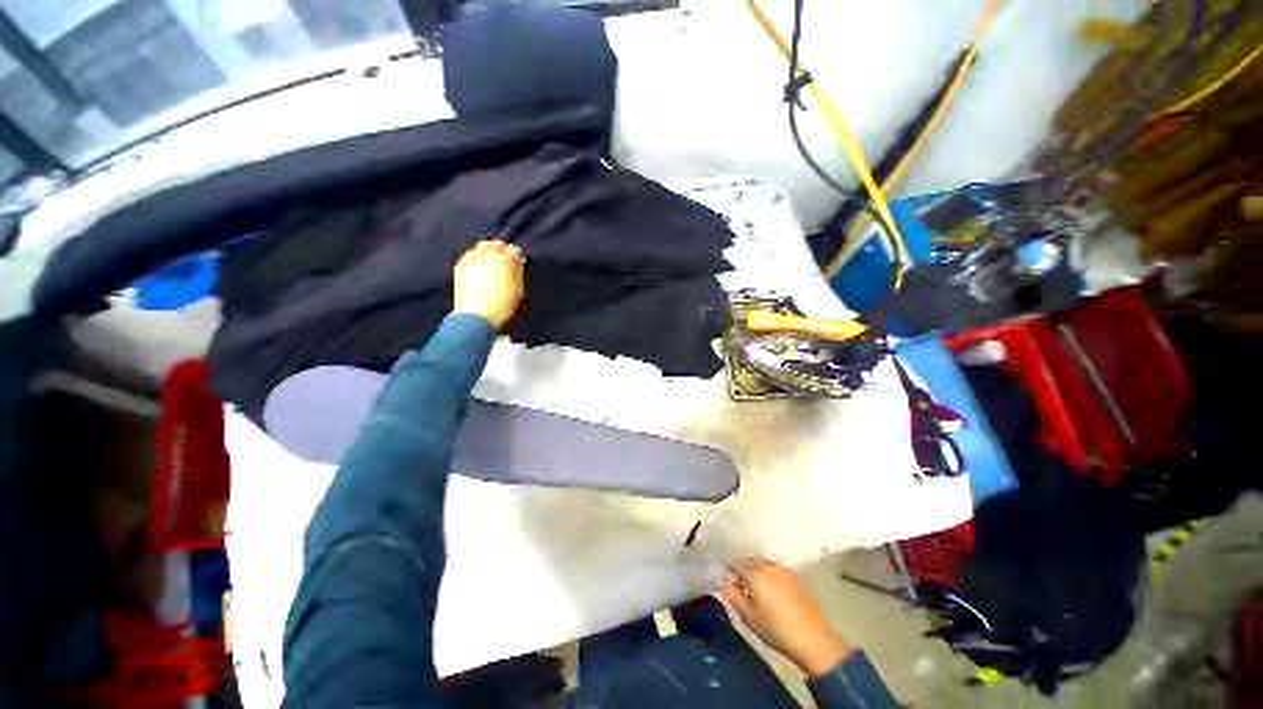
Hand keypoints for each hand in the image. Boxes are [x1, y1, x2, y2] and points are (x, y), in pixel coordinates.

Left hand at [453, 240, 524, 329]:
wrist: (475, 315)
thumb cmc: (502, 305)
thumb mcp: (518, 290)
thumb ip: (518, 272)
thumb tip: (518, 261)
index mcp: (505, 261)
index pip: (514, 250)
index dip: (517, 256)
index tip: (518, 262)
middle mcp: (488, 255)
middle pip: (496, 244)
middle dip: (502, 249)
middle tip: (505, 260)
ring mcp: (472, 259)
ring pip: (482, 246)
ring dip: (488, 251)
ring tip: (491, 262)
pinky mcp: (461, 265)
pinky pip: (470, 254)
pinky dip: (476, 256)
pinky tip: (479, 266)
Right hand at [718, 559, 849, 677]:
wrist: (813, 640)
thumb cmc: (776, 630)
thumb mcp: (748, 616)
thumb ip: (732, 595)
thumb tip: (722, 580)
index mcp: (755, 572)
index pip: (734, 562)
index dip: (727, 569)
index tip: (724, 580)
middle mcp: (768, 565)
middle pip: (748, 560)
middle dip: (740, 569)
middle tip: (737, 587)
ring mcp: (783, 569)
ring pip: (761, 564)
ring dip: (754, 572)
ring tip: (752, 591)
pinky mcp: (793, 577)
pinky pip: (772, 570)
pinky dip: (766, 576)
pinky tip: (767, 593)